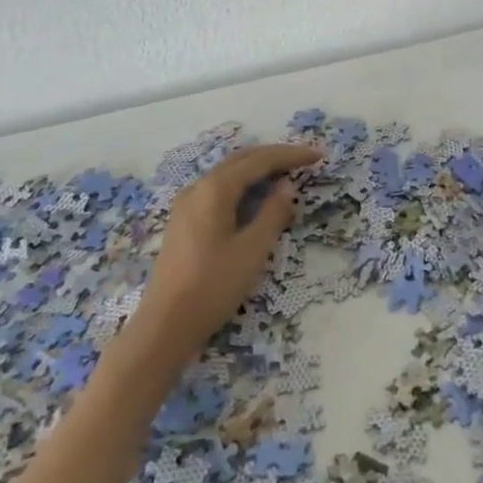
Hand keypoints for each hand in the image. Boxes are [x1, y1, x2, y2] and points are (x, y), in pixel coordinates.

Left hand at [121, 143, 321, 368]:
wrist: (164, 327)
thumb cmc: (213, 286)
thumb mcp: (253, 250)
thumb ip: (273, 213)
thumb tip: (287, 186)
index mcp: (215, 189)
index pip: (260, 161)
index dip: (291, 155)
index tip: (318, 155)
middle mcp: (198, 188)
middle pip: (241, 160)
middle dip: (274, 156)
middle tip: (304, 160)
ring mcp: (186, 204)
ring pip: (228, 173)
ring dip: (257, 169)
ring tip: (285, 174)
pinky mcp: (183, 221)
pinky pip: (218, 189)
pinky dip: (242, 185)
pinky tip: (254, 198)